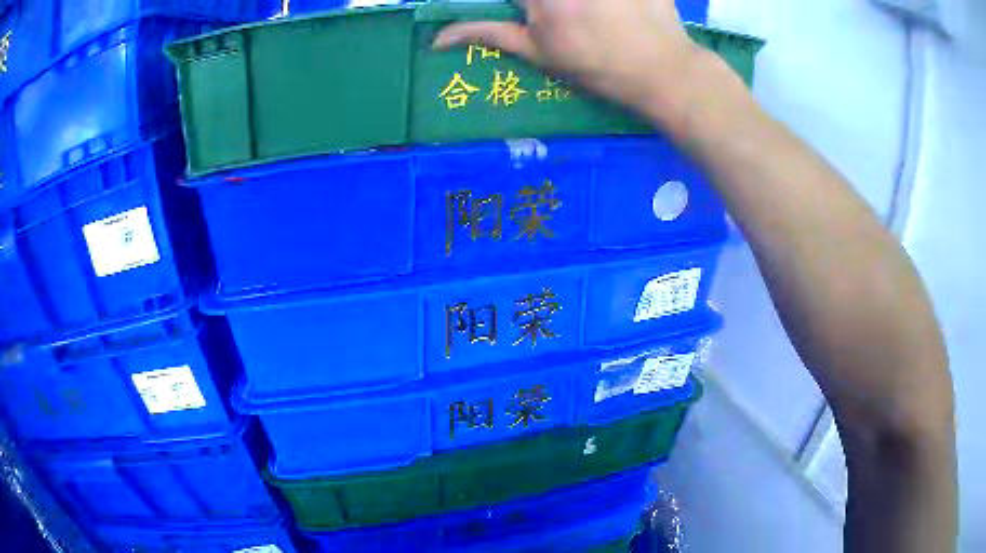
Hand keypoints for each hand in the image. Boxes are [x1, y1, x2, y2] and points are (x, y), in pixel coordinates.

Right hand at [433, 0, 703, 128]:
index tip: (530, 16)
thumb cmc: (596, 66)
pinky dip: (605, 3)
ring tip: (589, 18)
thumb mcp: (538, 53)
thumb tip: (437, 39)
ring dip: (573, 7)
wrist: (663, 71)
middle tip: (561, 21)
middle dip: (543, 9)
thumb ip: (488, 34)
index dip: (520, 8)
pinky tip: (609, 12)